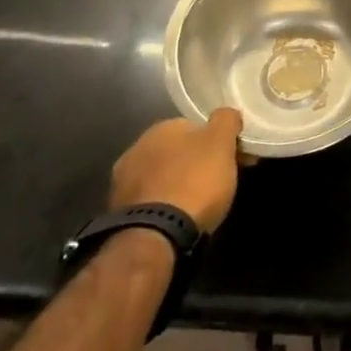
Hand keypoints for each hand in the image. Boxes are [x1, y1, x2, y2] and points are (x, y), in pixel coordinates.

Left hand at [109, 110, 248, 232]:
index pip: (194, 127)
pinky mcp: (118, 213)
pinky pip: (150, 200)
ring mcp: (122, 182)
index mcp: (161, 127)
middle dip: (195, 162)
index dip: (216, 142)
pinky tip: (176, 218)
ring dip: (177, 183)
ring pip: (162, 176)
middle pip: (177, 151)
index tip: (232, 157)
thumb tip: (226, 114)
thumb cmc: (194, 182)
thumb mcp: (222, 143)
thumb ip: (226, 120)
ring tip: (198, 204)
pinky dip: (163, 205)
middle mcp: (136, 148)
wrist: (155, 237)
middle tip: (217, 181)